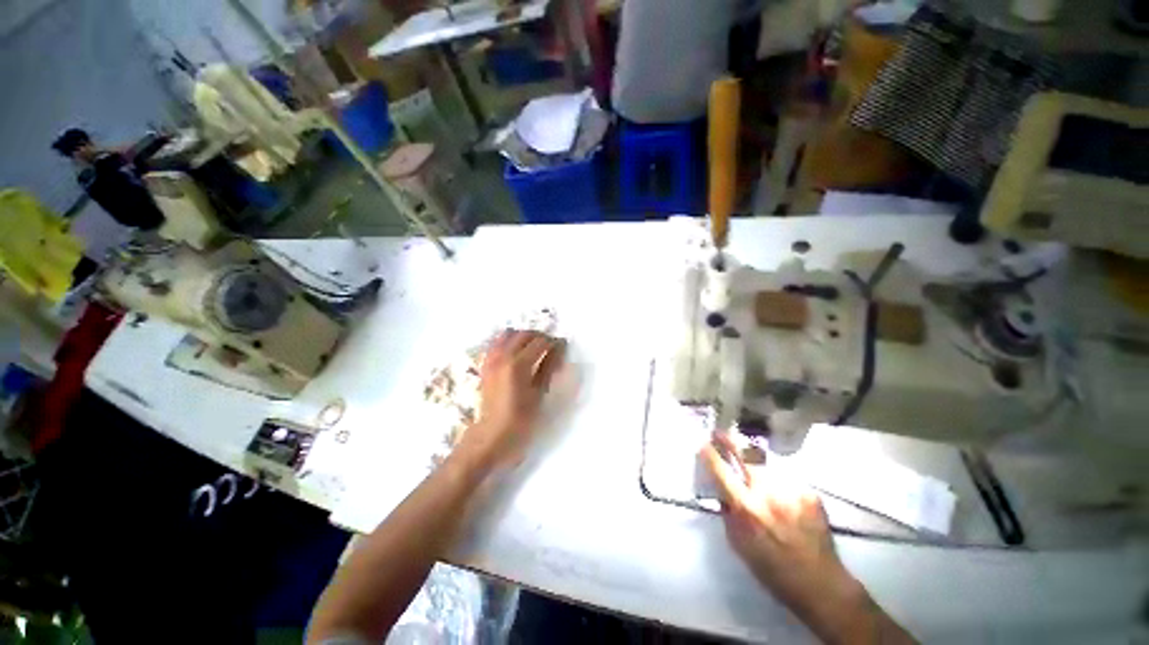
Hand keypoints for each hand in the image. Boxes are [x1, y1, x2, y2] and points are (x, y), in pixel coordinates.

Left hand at [460, 329, 565, 470]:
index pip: (540, 342)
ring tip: (534, 347)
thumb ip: (548, 368)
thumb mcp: (539, 394)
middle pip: (524, 334)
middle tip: (552, 347)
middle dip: (540, 336)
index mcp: (517, 364)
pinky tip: (517, 352)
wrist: (491, 437)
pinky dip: (509, 341)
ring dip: (523, 336)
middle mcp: (502, 356)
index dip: (554, 342)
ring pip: (508, 334)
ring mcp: (491, 359)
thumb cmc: (520, 420)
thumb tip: (559, 349)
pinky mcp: (485, 365)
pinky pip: (497, 343)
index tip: (564, 346)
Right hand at [701, 433, 914, 644]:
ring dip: (753, 458)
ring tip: (749, 462)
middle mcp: (768, 493)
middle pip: (744, 454)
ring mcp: (791, 490)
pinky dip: (776, 477)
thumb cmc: (772, 569)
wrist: (820, 583)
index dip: (709, 454)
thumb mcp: (738, 544)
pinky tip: (779, 490)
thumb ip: (728, 512)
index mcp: (747, 509)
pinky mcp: (809, 492)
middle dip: (729, 439)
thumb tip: (721, 489)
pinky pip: (785, 475)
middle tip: (720, 432)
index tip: (702, 442)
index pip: (721, 471)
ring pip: (766, 460)